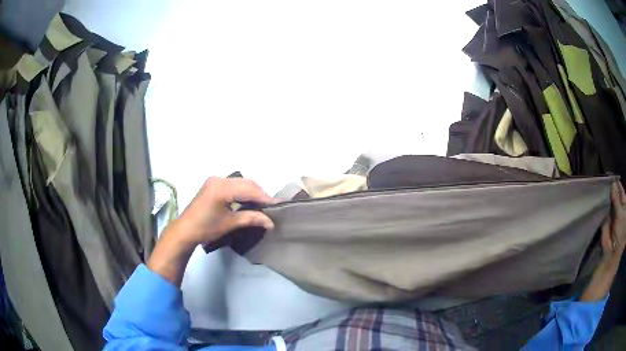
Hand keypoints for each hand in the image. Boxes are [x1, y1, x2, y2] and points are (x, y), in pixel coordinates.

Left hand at [172, 177, 274, 246]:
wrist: (185, 230)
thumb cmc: (206, 228)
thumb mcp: (230, 223)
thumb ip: (251, 218)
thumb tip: (271, 222)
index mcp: (222, 187)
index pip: (249, 189)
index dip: (264, 197)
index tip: (278, 205)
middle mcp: (219, 179)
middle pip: (246, 183)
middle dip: (260, 194)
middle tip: (271, 206)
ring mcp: (214, 180)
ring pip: (240, 183)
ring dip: (252, 192)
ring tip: (263, 204)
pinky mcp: (212, 185)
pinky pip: (233, 185)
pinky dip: (243, 191)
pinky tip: (249, 201)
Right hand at [580, 181, 624, 301]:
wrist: (612, 250)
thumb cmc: (620, 230)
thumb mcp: (620, 212)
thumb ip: (616, 198)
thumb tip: (612, 183)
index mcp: (623, 203)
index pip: (620, 190)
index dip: (617, 183)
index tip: (611, 176)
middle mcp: (619, 206)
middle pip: (615, 194)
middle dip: (611, 188)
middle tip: (605, 179)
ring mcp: (612, 213)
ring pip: (609, 201)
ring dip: (606, 196)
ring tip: (602, 187)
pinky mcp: (606, 219)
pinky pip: (604, 209)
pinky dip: (602, 204)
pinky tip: (599, 198)